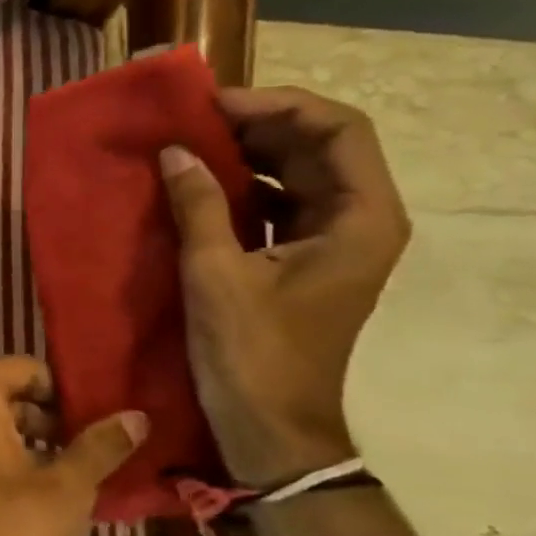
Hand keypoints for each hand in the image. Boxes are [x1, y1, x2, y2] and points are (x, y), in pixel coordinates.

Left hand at [0, 357, 145, 535]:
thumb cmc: (17, 532)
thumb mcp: (68, 485)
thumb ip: (101, 444)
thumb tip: (138, 415)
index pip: (24, 369)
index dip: (64, 391)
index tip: (96, 419)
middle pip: (6, 394)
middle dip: (50, 416)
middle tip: (92, 446)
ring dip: (32, 437)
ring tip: (76, 468)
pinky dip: (7, 455)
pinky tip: (44, 485)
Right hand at [160, 86, 410, 486]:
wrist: (272, 430)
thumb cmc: (253, 354)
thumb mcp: (217, 275)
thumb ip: (199, 206)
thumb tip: (174, 151)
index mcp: (361, 219)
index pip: (337, 129)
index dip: (277, 105)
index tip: (213, 106)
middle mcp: (360, 221)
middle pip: (319, 145)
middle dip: (257, 125)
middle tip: (191, 122)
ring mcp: (334, 242)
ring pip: (299, 172)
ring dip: (248, 153)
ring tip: (189, 146)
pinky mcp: (304, 260)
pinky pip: (280, 203)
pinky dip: (243, 186)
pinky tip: (198, 186)